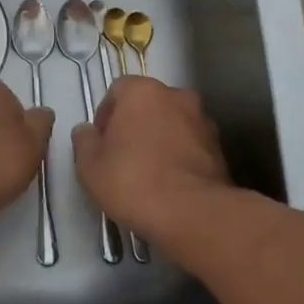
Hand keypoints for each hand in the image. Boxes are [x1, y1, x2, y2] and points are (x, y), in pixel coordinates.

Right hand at [72, 77, 235, 243]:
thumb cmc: (133, 182)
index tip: (101, 142)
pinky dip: (179, 156)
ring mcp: (203, 121)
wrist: (192, 213)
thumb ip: (84, 142)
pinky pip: (191, 145)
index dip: (105, 114)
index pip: (118, 89)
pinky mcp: (219, 148)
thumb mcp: (90, 167)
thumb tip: (86, 131)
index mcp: (143, 92)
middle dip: (135, 124)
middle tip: (122, 157)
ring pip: (173, 123)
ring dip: (160, 139)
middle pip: (148, 104)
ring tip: (148, 173)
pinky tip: (170, 184)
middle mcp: (177, 96)